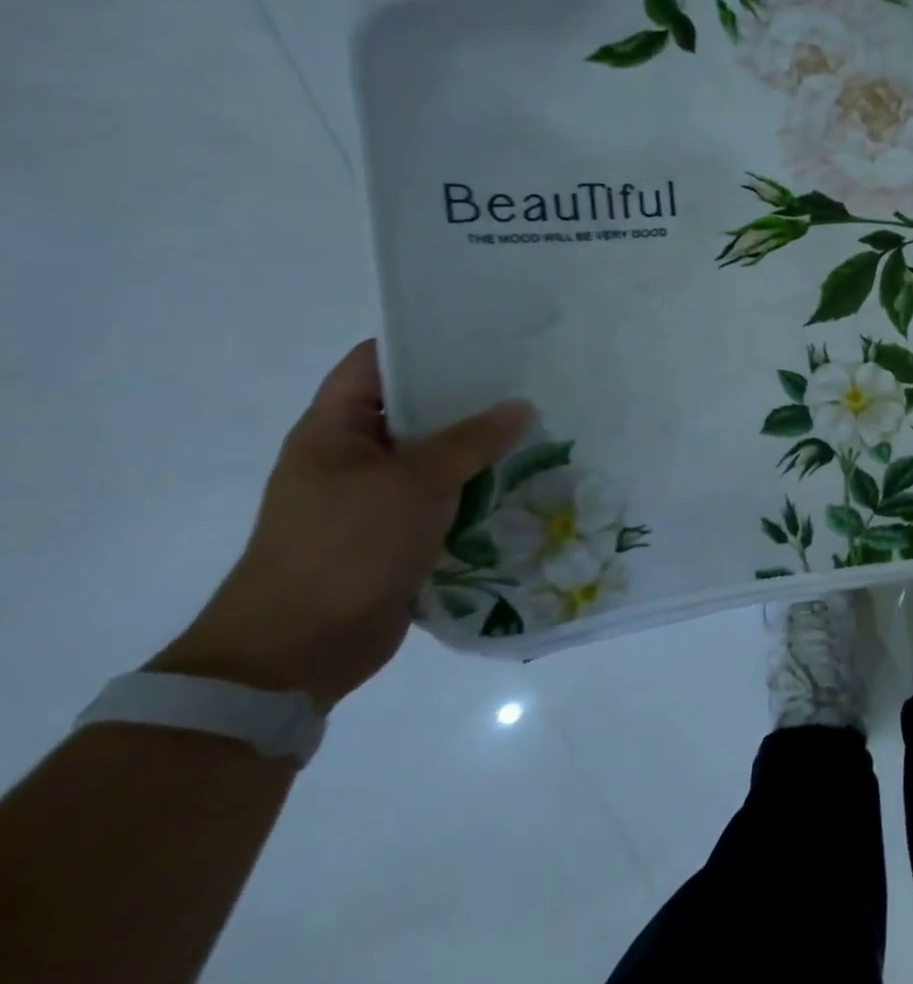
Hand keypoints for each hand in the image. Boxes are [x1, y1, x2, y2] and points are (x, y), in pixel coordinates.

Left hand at [149, 342, 530, 709]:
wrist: (299, 649)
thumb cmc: (343, 549)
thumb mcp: (412, 484)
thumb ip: (471, 441)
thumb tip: (521, 407)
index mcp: (335, 431)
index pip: (376, 364)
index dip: (423, 343)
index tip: (483, 334)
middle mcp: (355, 456)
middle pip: (417, 409)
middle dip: (470, 396)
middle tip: (530, 380)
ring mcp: (377, 496)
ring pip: (438, 455)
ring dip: (483, 446)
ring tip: (541, 425)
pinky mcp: (400, 532)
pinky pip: (447, 495)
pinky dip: (480, 486)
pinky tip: (525, 477)